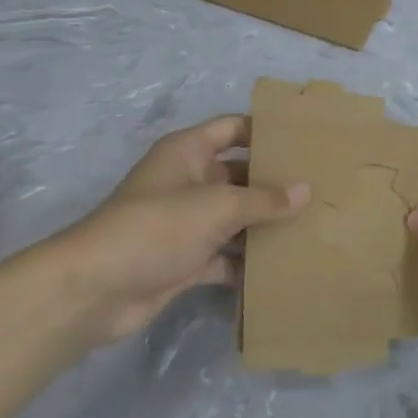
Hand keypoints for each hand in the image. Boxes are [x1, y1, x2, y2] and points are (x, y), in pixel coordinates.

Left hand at [18, 116, 307, 349]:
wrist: (96, 289)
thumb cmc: (158, 227)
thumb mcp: (218, 206)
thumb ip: (265, 199)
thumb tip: (306, 190)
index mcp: (188, 152)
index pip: (233, 128)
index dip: (265, 131)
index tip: (305, 140)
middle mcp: (188, 181)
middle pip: (239, 175)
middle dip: (273, 183)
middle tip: (320, 188)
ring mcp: (185, 223)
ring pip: (234, 218)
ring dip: (264, 225)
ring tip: (311, 227)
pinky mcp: (184, 260)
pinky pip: (224, 256)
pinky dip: (246, 263)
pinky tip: (281, 267)